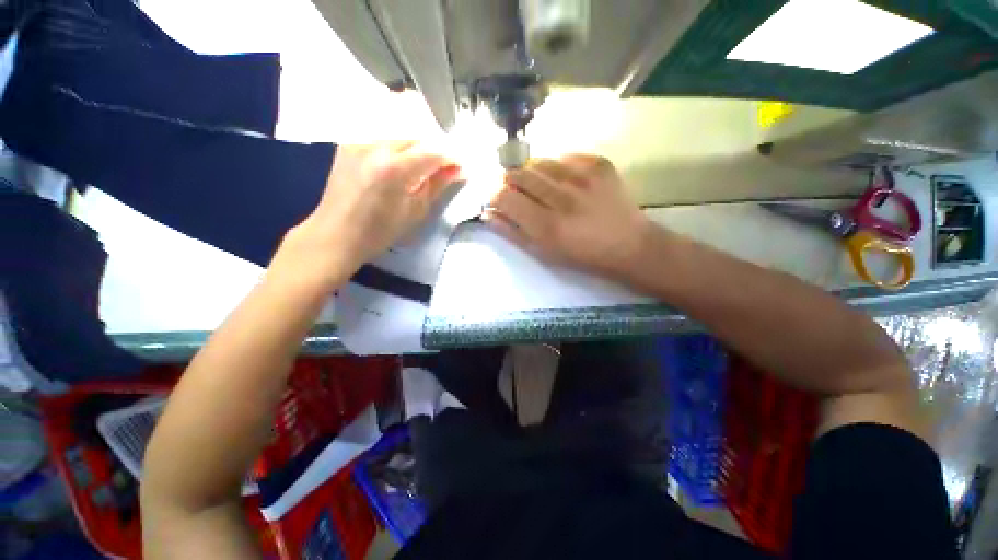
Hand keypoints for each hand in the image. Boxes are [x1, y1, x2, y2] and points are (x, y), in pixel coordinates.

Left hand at [275, 142, 460, 288]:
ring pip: (399, 137)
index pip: (431, 152)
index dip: (450, 158)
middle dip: (433, 152)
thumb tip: (458, 170)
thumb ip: (437, 186)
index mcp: (393, 168)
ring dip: (416, 150)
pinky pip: (381, 140)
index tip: (460, 167)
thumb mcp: (415, 211)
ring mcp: (358, 142)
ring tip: (423, 169)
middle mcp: (374, 146)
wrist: (336, 234)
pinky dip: (397, 150)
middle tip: (444, 169)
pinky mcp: (348, 144)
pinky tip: (400, 165)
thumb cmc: (380, 232)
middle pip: (415, 139)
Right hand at [486, 154, 651, 278]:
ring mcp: (583, 176)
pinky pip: (564, 156)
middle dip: (510, 181)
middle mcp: (562, 197)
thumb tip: (488, 213)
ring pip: (539, 161)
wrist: (628, 245)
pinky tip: (563, 181)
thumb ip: (513, 233)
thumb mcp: (544, 253)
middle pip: (519, 173)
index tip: (495, 198)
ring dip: (532, 173)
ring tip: (540, 186)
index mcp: (547, 226)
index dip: (493, 195)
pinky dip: (556, 167)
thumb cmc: (582, 256)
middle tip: (516, 192)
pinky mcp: (599, 164)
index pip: (504, 197)